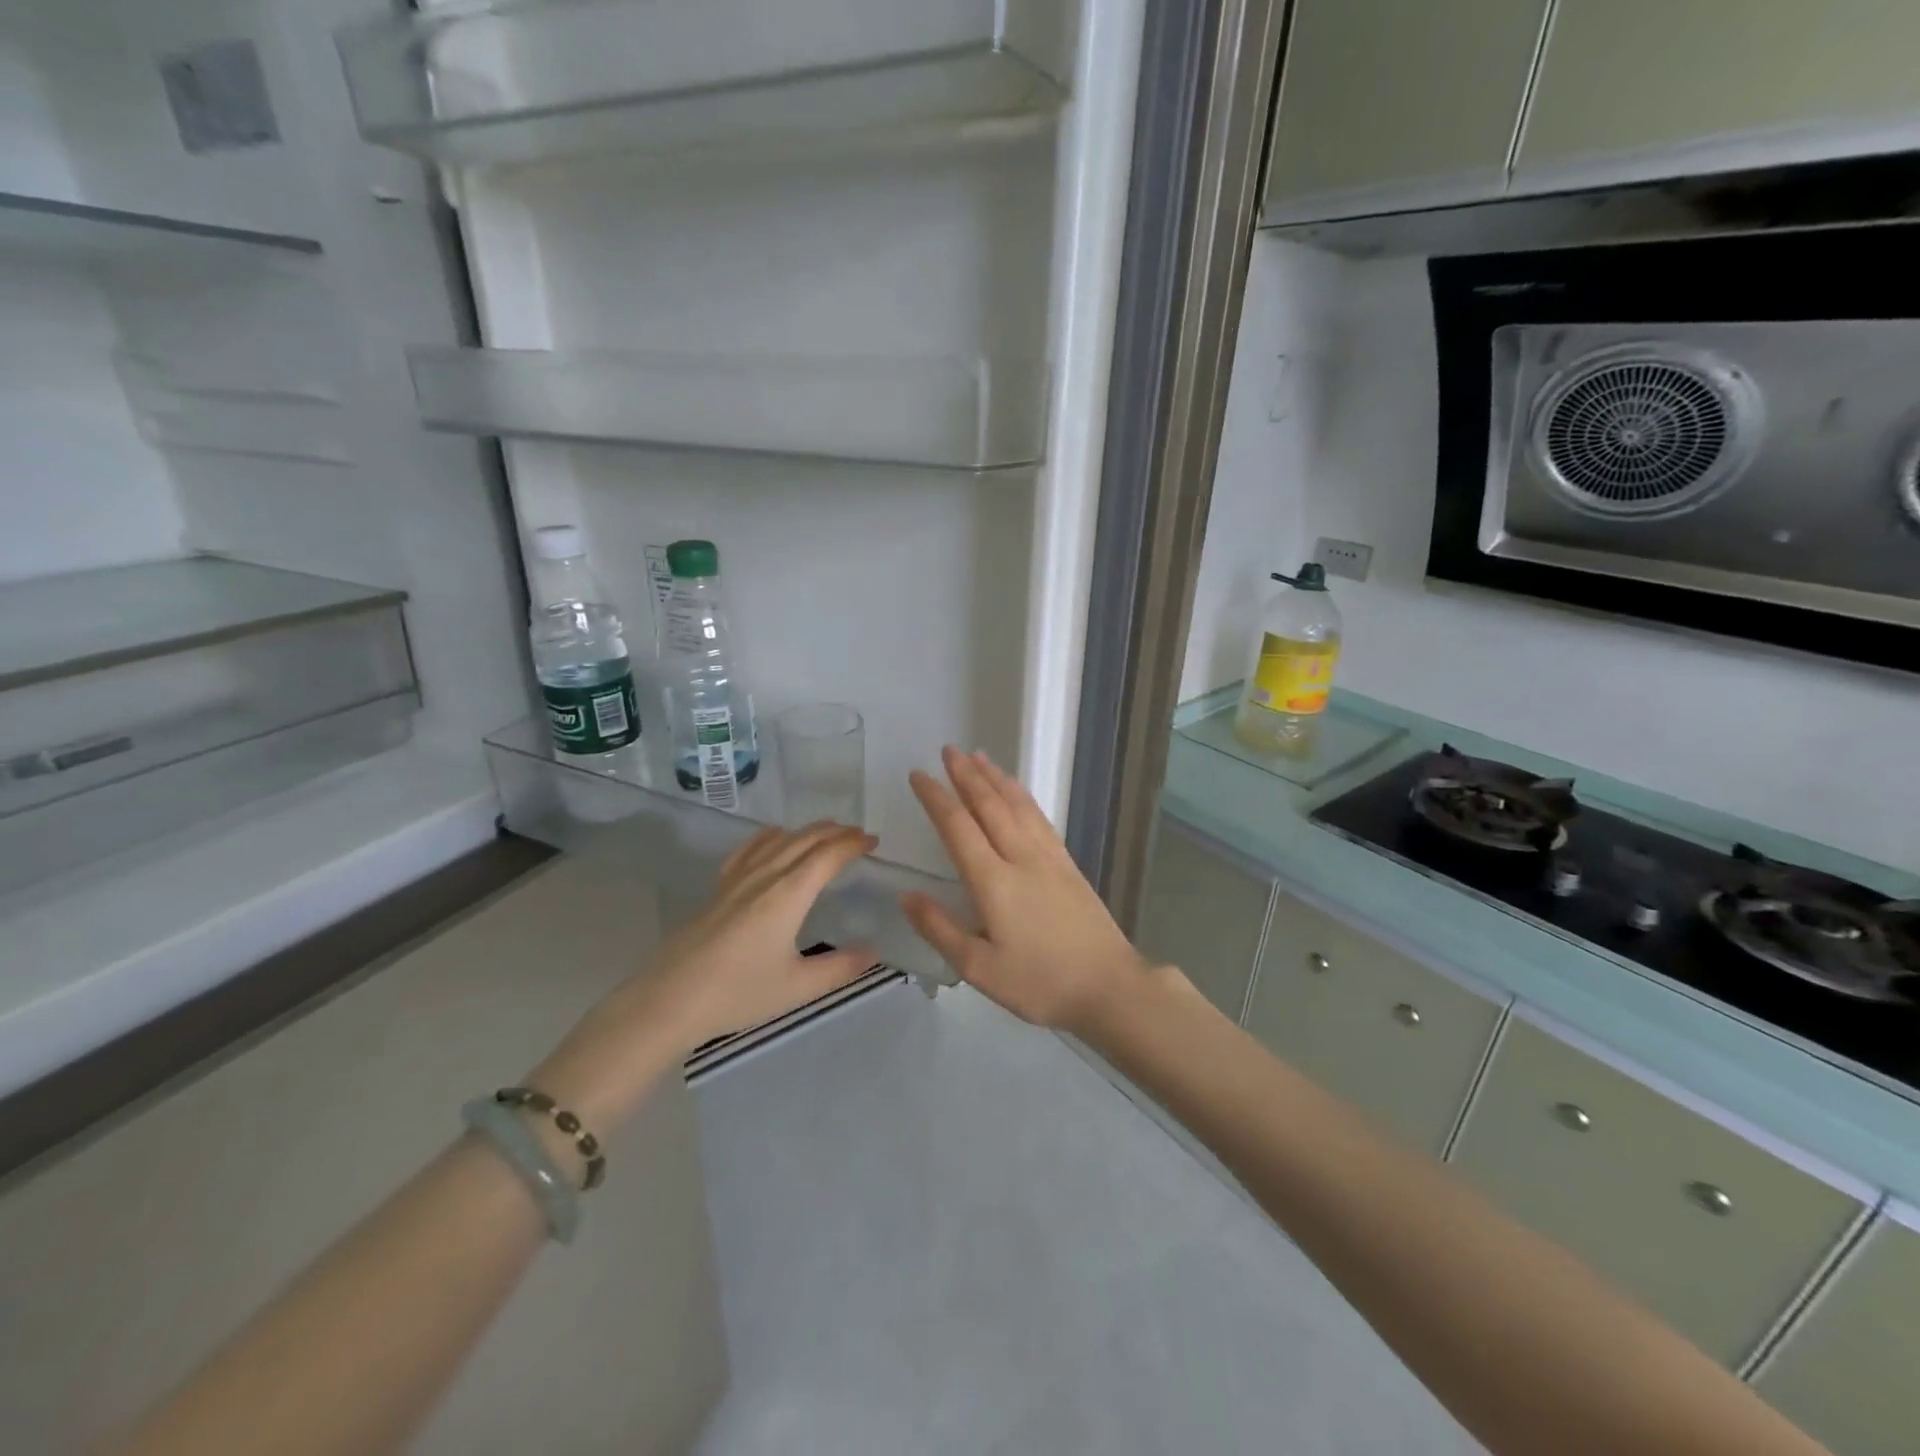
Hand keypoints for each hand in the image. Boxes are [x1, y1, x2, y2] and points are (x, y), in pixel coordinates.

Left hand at [530, 823, 878, 1129]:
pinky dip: (768, 836)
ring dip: (807, 831)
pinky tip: (772, 836)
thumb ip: (840, 967)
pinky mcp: (718, 890)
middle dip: (835, 833)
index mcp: (788, 894)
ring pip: (778, 841)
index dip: (852, 844)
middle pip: (804, 841)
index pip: (827, 856)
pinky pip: (749, 850)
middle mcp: (765, 877)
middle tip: (858, 834)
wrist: (670, 1000)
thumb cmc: (738, 993)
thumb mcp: (797, 987)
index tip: (873, 841)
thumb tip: (874, 951)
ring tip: (826, 830)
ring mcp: (737, 880)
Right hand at [903, 747, 1153, 1034]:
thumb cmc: (1040, 983)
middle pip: (990, 805)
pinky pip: (1040, 818)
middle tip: (949, 750)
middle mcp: (1021, 857)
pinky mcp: (1068, 864)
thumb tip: (905, 895)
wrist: (1109, 986)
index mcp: (993, 882)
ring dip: (996, 778)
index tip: (918, 775)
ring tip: (979, 757)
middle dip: (967, 775)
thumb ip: (940, 929)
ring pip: (1018, 805)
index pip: (958, 827)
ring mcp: (1049, 857)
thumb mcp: (979, 968)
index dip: (936, 798)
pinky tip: (1018, 792)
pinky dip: (1024, 796)